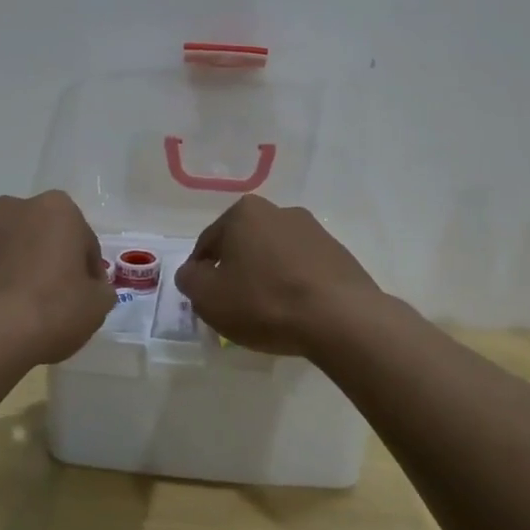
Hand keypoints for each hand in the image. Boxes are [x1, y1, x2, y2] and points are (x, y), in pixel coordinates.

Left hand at [0, 191, 116, 366]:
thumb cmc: (50, 311)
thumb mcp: (97, 306)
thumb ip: (99, 288)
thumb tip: (91, 287)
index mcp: (57, 209)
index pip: (80, 236)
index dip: (85, 266)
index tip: (84, 294)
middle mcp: (13, 206)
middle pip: (35, 229)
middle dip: (40, 252)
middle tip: (46, 293)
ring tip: (4, 291)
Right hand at [175, 195, 383, 357]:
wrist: (340, 318)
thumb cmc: (265, 302)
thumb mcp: (209, 297)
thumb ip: (190, 280)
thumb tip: (193, 272)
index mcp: (244, 212)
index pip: (208, 243)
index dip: (200, 273)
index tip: (204, 299)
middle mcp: (279, 211)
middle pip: (244, 245)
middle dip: (236, 271)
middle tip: (233, 306)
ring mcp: (314, 230)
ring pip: (275, 256)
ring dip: (266, 277)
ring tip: (267, 313)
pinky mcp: (338, 253)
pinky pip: (303, 269)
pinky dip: (294, 285)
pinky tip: (295, 312)